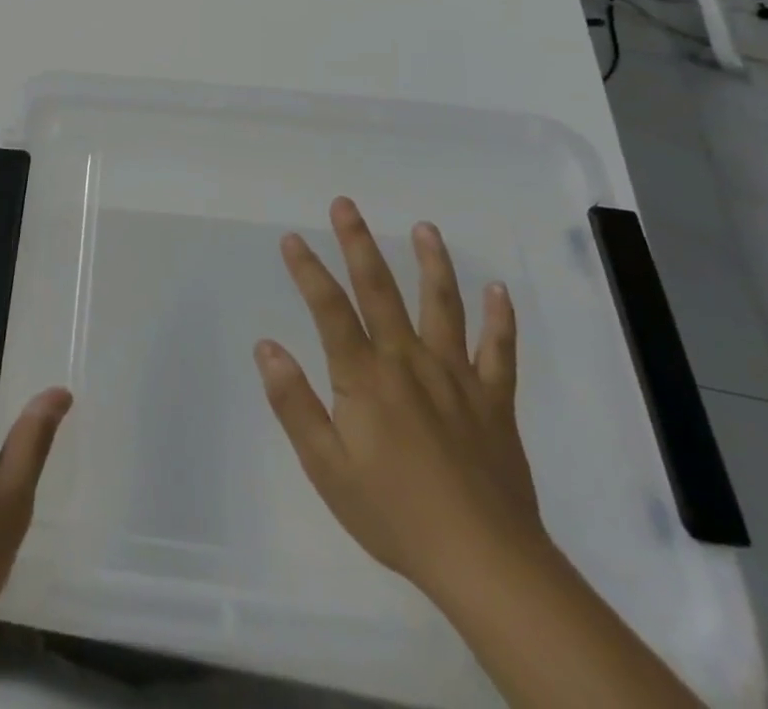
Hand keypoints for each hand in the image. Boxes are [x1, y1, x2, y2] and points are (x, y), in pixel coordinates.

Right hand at [254, 198, 543, 603]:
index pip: (329, 309)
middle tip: (345, 204)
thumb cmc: (394, 514)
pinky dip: (500, 319)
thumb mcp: (326, 468)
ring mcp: (456, 377)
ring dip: (431, 263)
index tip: (292, 237)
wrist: (485, 563)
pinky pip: (500, 351)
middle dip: (358, 243)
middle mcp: (408, 361)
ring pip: (442, 306)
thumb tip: (267, 347)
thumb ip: (294, 403)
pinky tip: (499, 290)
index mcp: (365, 377)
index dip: (308, 270)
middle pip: (380, 290)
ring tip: (424, 228)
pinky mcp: (494, 400)